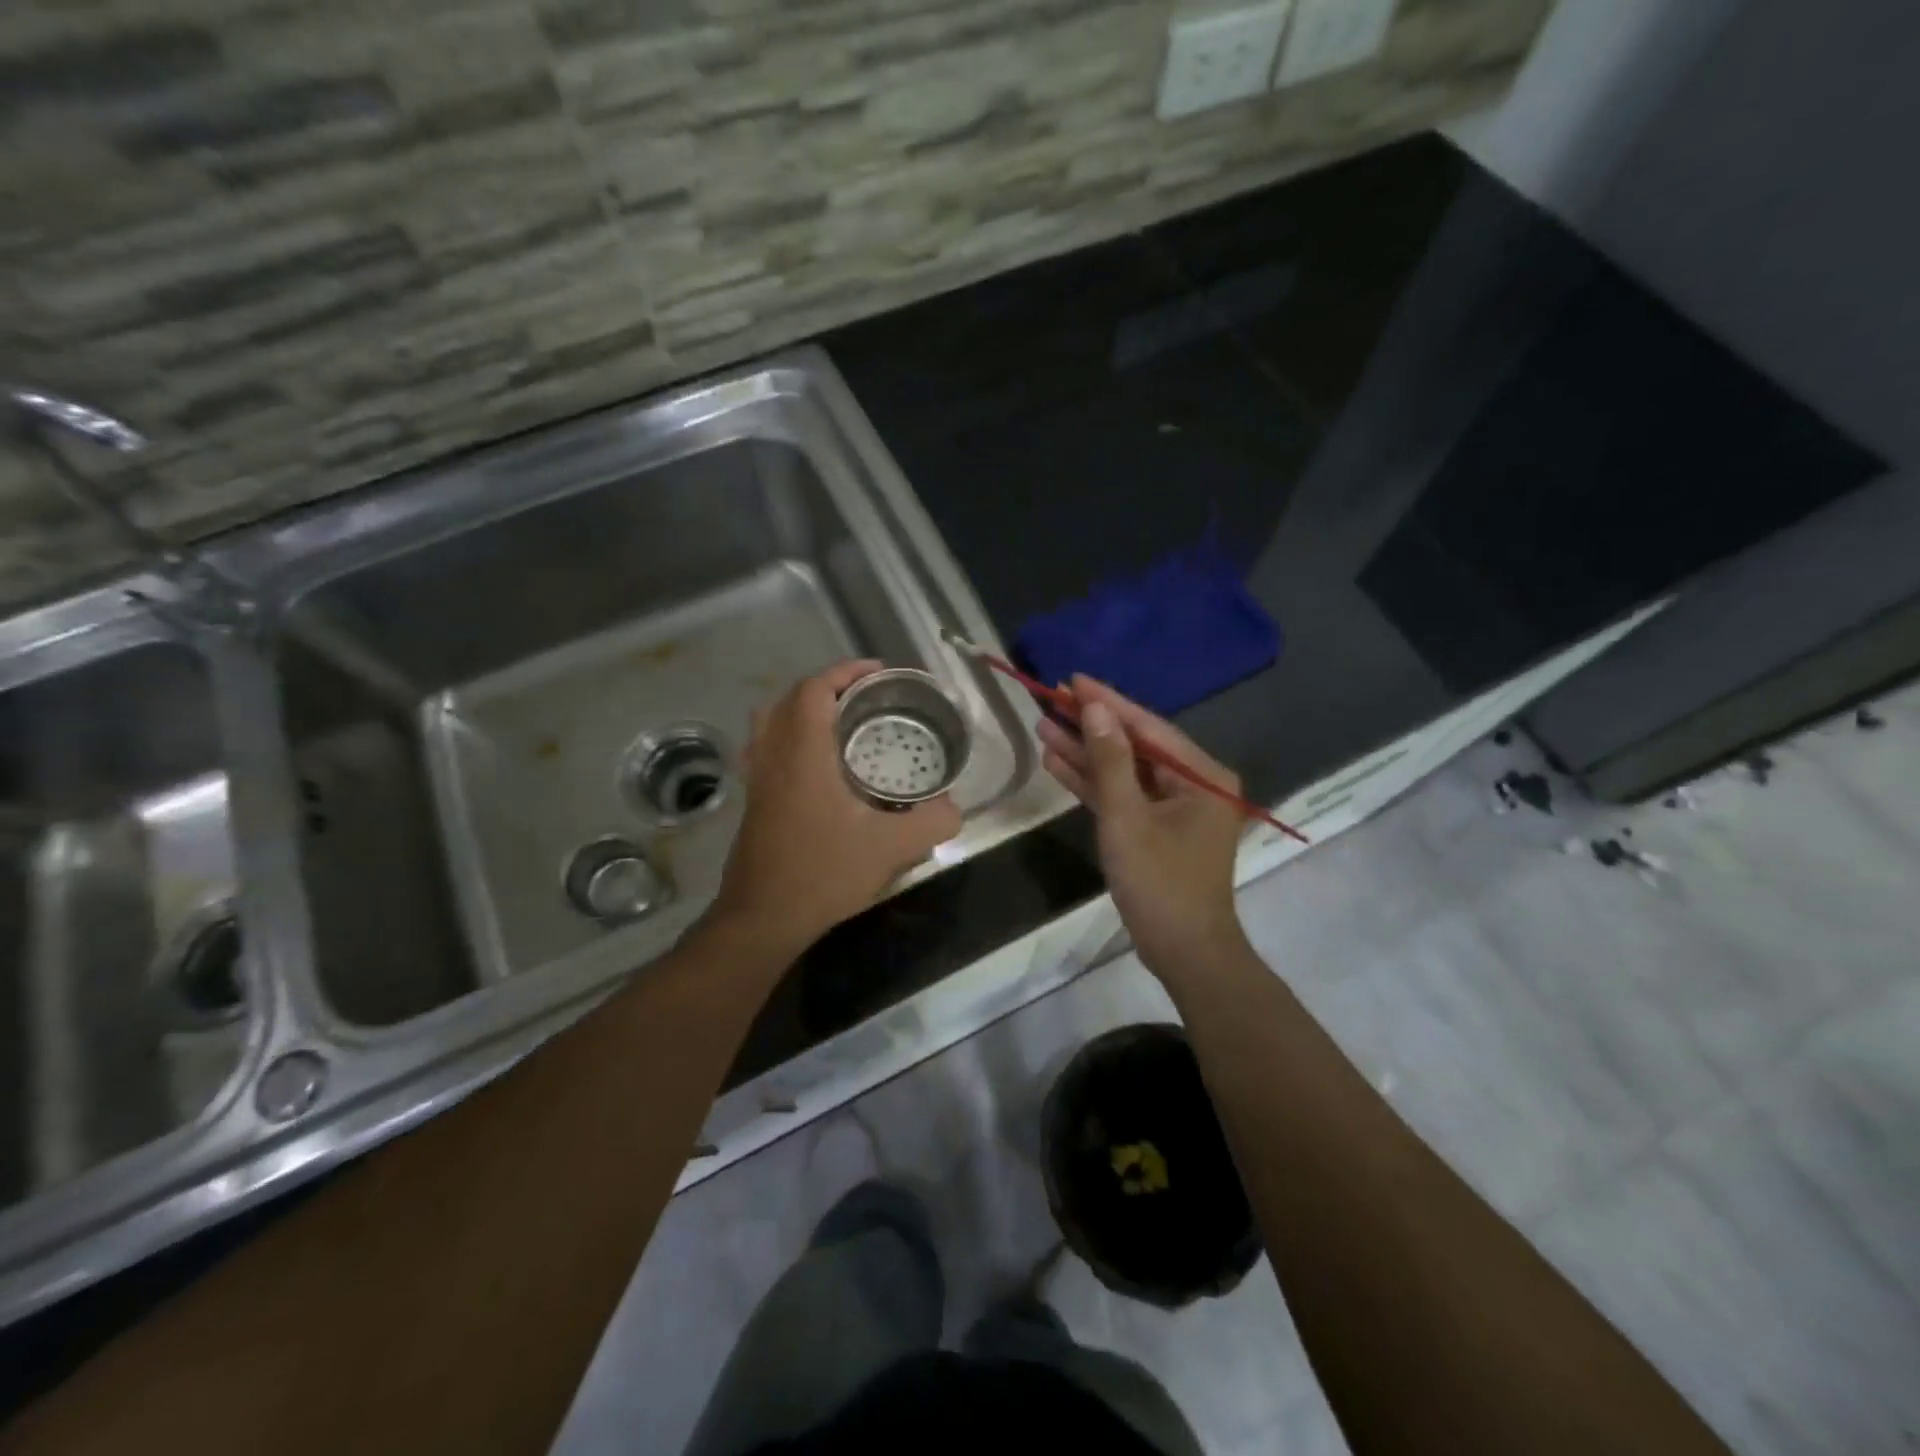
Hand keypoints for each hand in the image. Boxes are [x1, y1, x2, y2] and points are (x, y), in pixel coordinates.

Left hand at [707, 659, 961, 960]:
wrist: (763, 918)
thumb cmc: (824, 874)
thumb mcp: (891, 848)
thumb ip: (932, 821)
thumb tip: (953, 808)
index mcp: (803, 754)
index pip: (814, 689)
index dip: (845, 671)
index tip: (878, 673)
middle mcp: (774, 757)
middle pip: (788, 699)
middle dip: (827, 687)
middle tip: (864, 699)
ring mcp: (758, 780)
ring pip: (771, 723)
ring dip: (803, 711)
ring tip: (841, 725)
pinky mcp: (754, 802)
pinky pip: (767, 749)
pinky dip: (791, 739)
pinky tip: (819, 767)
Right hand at [1037, 675, 1247, 980]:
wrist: (1183, 952)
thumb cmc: (1161, 883)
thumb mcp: (1128, 818)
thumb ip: (1111, 761)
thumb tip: (1096, 709)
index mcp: (1202, 776)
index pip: (1148, 726)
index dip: (1107, 702)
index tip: (1072, 679)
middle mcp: (1194, 784)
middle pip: (1135, 745)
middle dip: (1091, 727)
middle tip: (1050, 701)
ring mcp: (1175, 808)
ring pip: (1124, 771)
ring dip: (1086, 754)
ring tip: (1044, 729)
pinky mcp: (1156, 828)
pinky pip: (1124, 796)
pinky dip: (1094, 784)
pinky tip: (1058, 764)